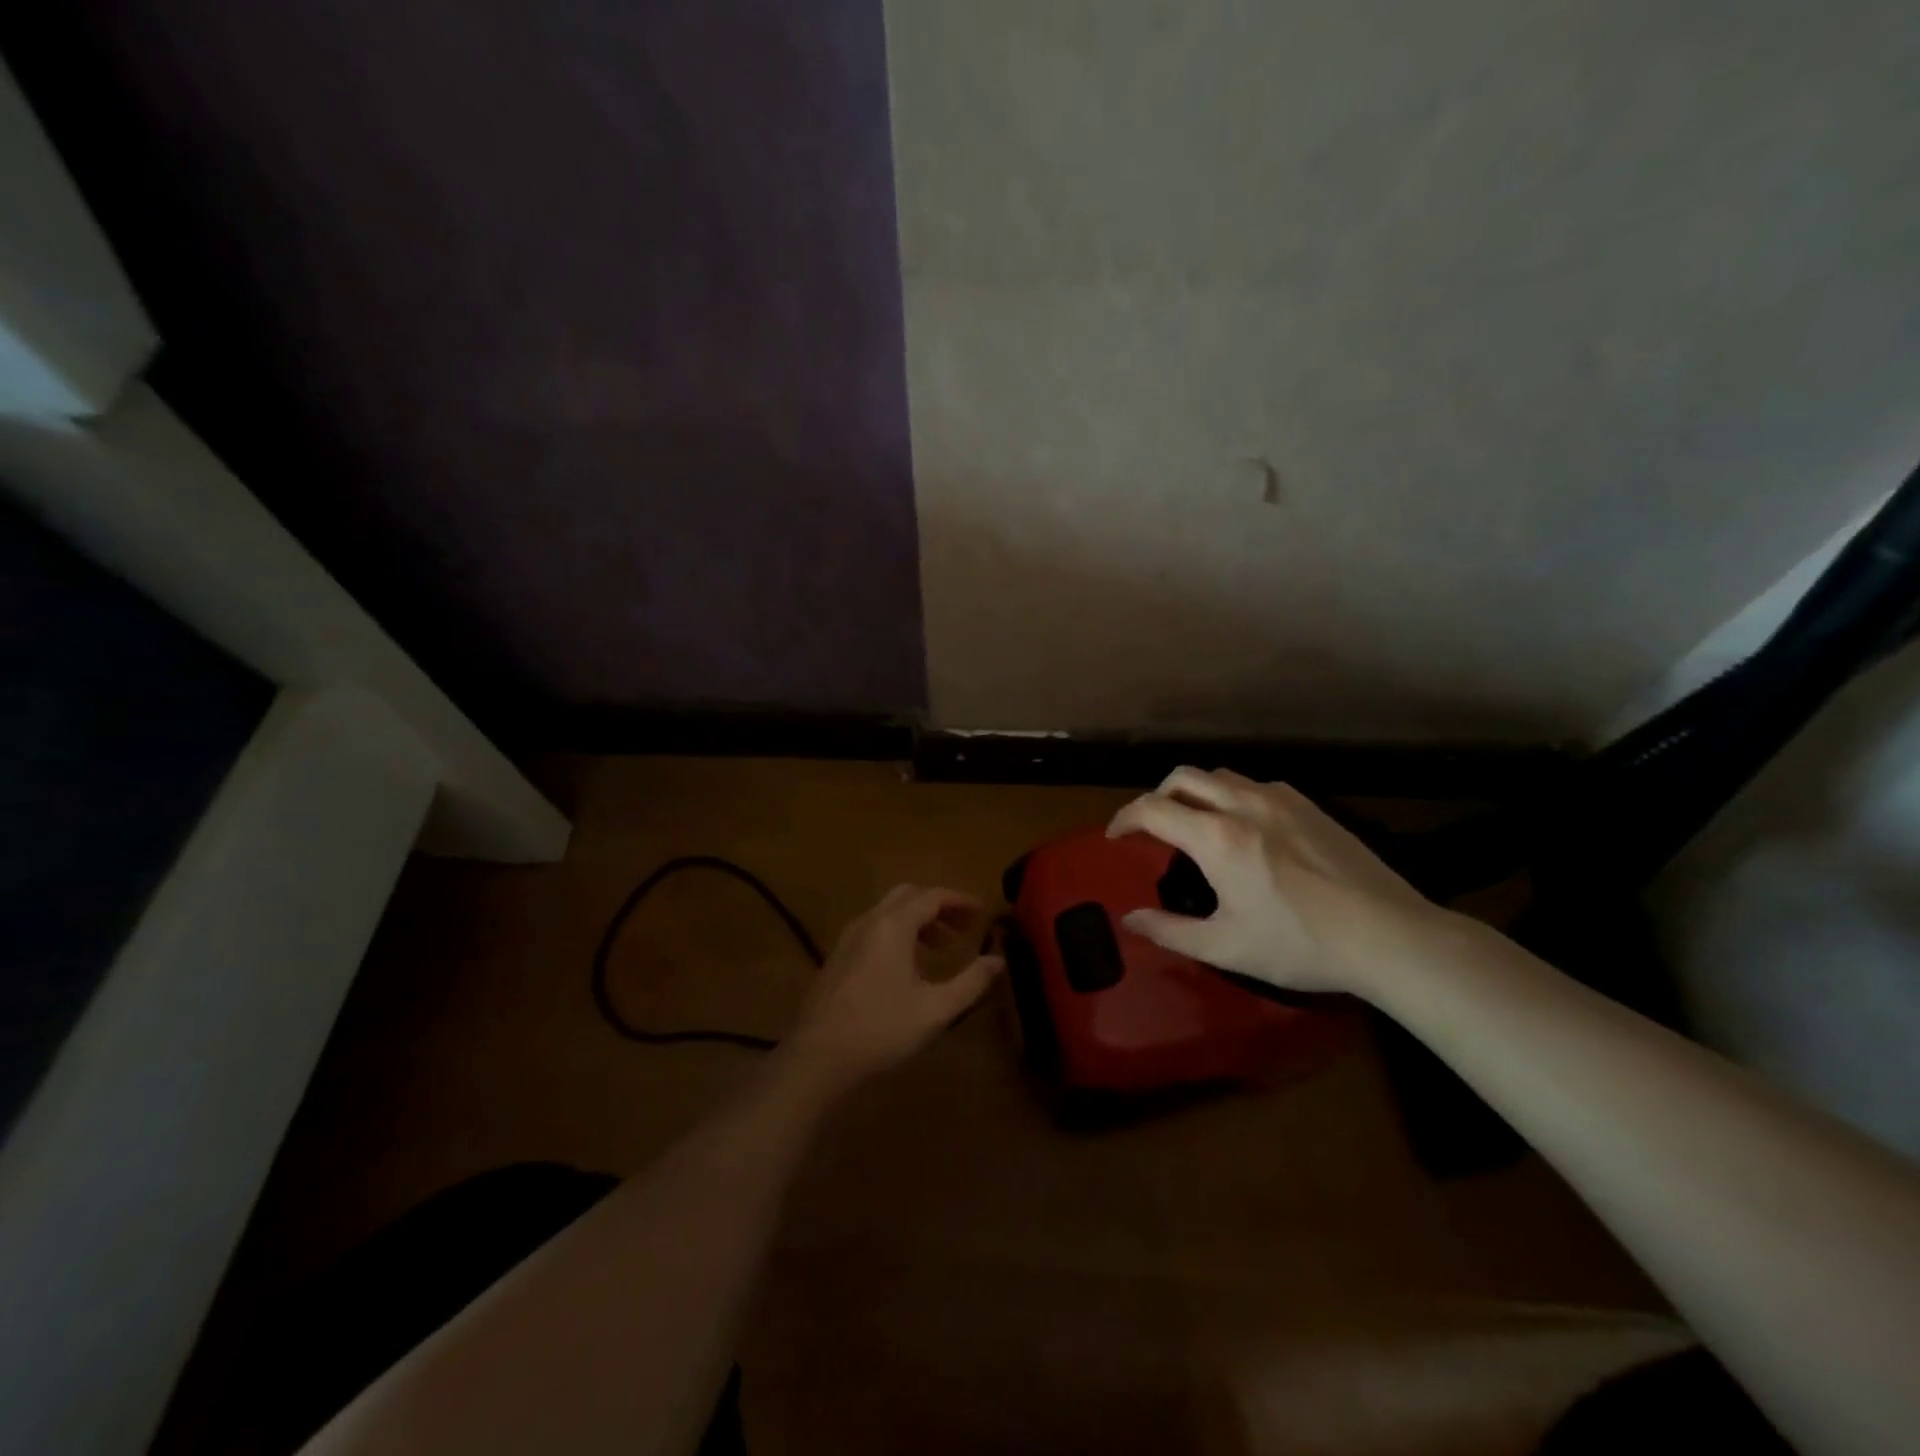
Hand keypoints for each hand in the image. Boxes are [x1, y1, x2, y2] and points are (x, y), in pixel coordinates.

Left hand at [785, 885, 1004, 1086]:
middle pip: (908, 895)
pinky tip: (908, 967)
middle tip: (964, 927)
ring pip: (889, 912)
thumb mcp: (935, 1010)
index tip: (983, 911)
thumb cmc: (880, 1029)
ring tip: (942, 949)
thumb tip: (998, 961)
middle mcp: (869, 921)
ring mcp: (848, 937)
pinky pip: (874, 929)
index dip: (960, 900)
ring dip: (918, 920)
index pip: (932, 896)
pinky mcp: (837, 957)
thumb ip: (970, 983)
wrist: (817, 1057)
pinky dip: (898, 933)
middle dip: (939, 906)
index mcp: (893, 925)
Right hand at [1107, 767, 1450, 999]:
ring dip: (1194, 792)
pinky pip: (1255, 785)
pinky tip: (1245, 827)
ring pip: (1220, 776)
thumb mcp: (1227, 947)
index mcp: (1218, 838)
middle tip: (1151, 828)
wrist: (1389, 936)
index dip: (1124, 819)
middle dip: (1156, 796)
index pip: (1153, 809)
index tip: (1114, 837)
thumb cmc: (1300, 944)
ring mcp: (1281, 800)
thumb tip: (1130, 919)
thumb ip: (1170, 931)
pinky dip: (1231, 796)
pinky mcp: (1310, 805)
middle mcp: (1244, 804)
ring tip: (1195, 824)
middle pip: (1183, 777)